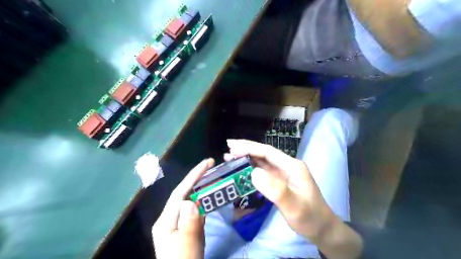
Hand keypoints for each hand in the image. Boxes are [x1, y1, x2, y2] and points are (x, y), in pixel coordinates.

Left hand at [153, 158, 215, 258]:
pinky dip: (202, 201)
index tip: (207, 163)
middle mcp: (168, 218)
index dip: (193, 176)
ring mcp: (176, 223)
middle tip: (211, 166)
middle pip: (183, 193)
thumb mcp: (187, 247)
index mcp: (165, 221)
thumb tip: (191, 202)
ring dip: (200, 187)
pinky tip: (209, 196)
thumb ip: (189, 224)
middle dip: (196, 178)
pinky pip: (193, 210)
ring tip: (212, 176)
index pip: (180, 192)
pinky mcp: (183, 228)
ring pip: (189, 200)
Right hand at [224, 139, 335, 240]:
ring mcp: (283, 173)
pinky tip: (242, 168)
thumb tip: (254, 173)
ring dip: (246, 157)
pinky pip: (263, 171)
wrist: (321, 228)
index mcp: (292, 166)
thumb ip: (276, 190)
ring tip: (229, 156)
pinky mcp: (279, 181)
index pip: (268, 152)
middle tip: (228, 146)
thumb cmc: (310, 217)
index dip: (250, 148)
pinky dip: (250, 167)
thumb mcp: (294, 206)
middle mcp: (287, 166)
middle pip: (264, 153)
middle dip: (246, 148)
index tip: (233, 148)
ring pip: (262, 161)